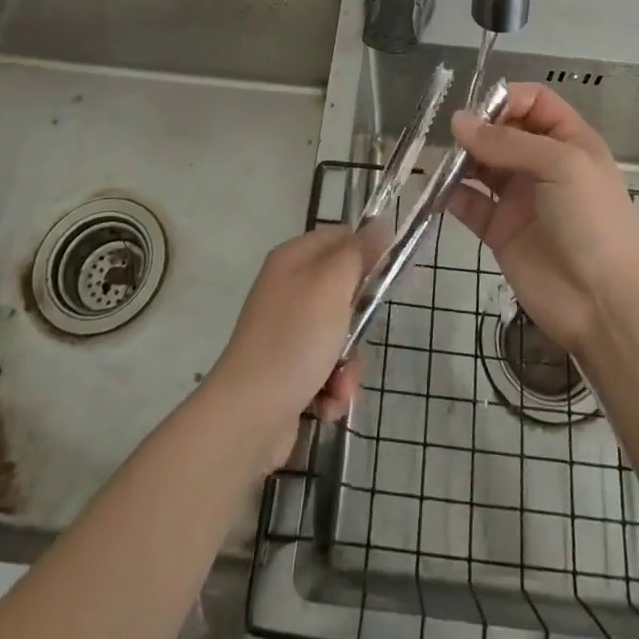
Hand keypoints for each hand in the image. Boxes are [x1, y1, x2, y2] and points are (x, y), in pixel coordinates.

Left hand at [204, 226, 363, 472]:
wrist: (249, 414)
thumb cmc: (295, 338)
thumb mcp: (332, 284)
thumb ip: (358, 252)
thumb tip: (378, 224)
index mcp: (292, 259)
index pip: (340, 238)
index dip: (367, 252)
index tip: (389, 275)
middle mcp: (287, 289)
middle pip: (343, 292)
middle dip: (359, 322)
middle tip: (359, 335)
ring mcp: (286, 331)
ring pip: (339, 335)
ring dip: (348, 364)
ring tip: (339, 383)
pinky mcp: (287, 370)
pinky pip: (325, 369)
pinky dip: (332, 387)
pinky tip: (325, 403)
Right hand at [448, 82, 638, 353]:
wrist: (603, 304)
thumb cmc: (592, 221)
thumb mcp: (560, 165)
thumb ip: (507, 142)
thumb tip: (458, 121)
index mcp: (568, 141)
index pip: (534, 102)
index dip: (507, 99)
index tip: (480, 111)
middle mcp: (542, 164)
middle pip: (502, 130)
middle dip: (478, 129)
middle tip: (456, 138)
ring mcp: (519, 197)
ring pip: (482, 164)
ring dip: (461, 159)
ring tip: (445, 162)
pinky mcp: (499, 230)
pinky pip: (469, 203)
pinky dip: (451, 194)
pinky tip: (438, 191)